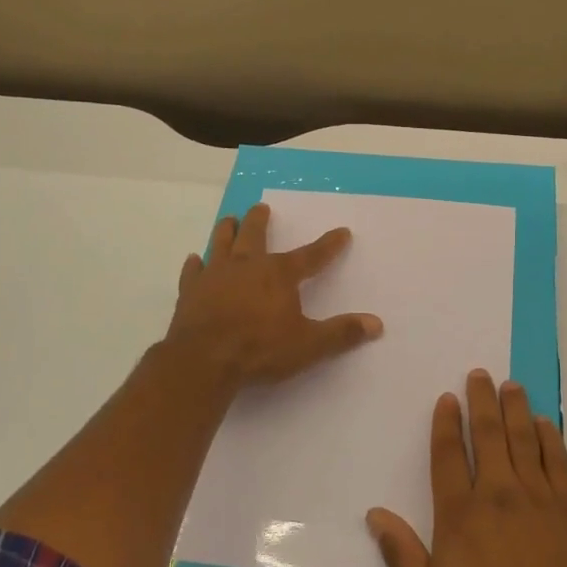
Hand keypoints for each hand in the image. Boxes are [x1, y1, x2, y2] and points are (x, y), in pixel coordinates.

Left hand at [163, 202, 382, 391]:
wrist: (203, 360)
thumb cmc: (260, 349)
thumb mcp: (308, 345)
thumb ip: (341, 333)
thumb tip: (376, 324)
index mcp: (279, 274)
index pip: (312, 256)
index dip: (329, 245)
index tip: (342, 232)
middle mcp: (247, 266)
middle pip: (255, 235)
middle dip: (261, 220)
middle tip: (262, 207)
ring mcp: (215, 275)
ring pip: (221, 243)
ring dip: (227, 230)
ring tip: (230, 219)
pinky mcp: (190, 291)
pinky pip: (193, 271)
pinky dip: (195, 265)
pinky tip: (194, 259)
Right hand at [367, 371, 566, 566]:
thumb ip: (403, 556)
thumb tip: (375, 514)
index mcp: (460, 514)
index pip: (448, 456)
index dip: (445, 424)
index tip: (447, 398)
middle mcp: (497, 494)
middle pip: (487, 435)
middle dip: (481, 401)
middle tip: (480, 375)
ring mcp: (537, 498)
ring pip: (523, 439)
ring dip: (515, 409)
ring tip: (510, 385)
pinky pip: (558, 461)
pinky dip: (550, 437)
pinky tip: (544, 423)